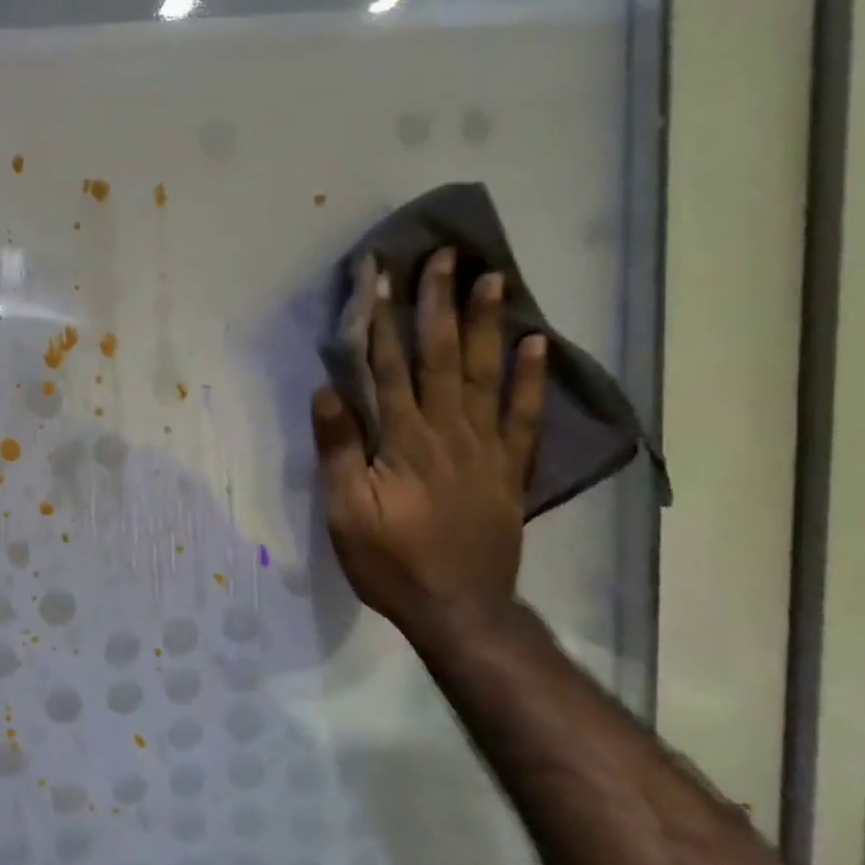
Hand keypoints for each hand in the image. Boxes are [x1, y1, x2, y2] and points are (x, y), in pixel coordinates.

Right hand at [310, 248, 546, 647]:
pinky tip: (536, 343)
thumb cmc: (391, 562)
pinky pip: (524, 415)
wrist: (460, 609)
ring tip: (493, 278)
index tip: (379, 276)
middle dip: (438, 304)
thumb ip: (339, 451)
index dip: (381, 319)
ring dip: (487, 324)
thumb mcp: (346, 513)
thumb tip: (328, 391)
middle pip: (442, 357)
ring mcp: (485, 448)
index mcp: (403, 440)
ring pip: (486, 374)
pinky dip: (531, 378)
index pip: (388, 367)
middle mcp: (448, 432)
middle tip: (444, 255)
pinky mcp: (509, 468)